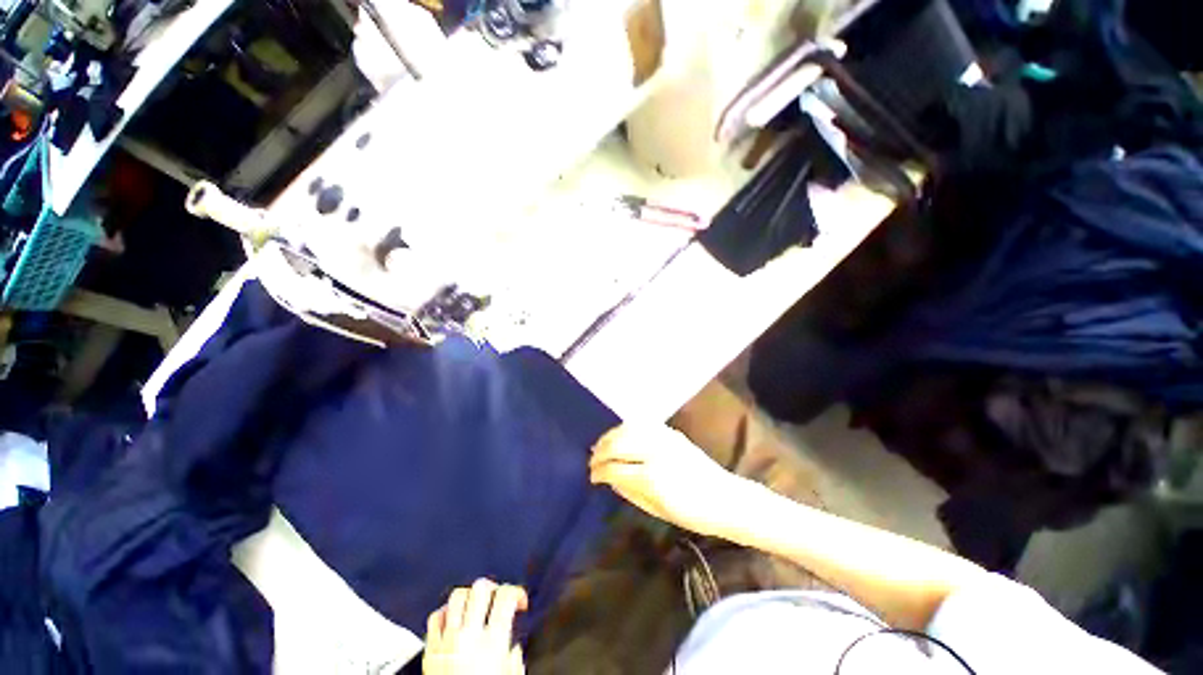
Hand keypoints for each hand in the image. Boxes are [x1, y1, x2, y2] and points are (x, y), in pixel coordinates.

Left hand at [423, 579, 527, 674]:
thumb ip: (513, 657)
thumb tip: (512, 643)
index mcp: (493, 641)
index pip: (505, 596)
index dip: (516, 591)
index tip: (520, 602)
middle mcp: (469, 635)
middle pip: (480, 588)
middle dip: (492, 588)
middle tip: (496, 598)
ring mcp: (446, 640)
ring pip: (456, 597)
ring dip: (469, 596)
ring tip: (475, 605)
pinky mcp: (429, 650)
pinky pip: (434, 617)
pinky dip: (445, 612)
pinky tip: (453, 619)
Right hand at [590, 423, 745, 537]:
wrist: (724, 498)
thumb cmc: (692, 513)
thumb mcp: (656, 510)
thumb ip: (629, 491)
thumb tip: (609, 478)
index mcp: (651, 477)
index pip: (614, 467)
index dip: (599, 472)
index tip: (592, 477)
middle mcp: (655, 451)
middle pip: (618, 443)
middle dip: (600, 451)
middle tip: (593, 461)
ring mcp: (664, 438)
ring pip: (628, 428)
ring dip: (611, 436)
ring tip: (602, 446)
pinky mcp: (671, 432)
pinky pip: (642, 423)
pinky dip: (627, 427)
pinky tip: (621, 435)